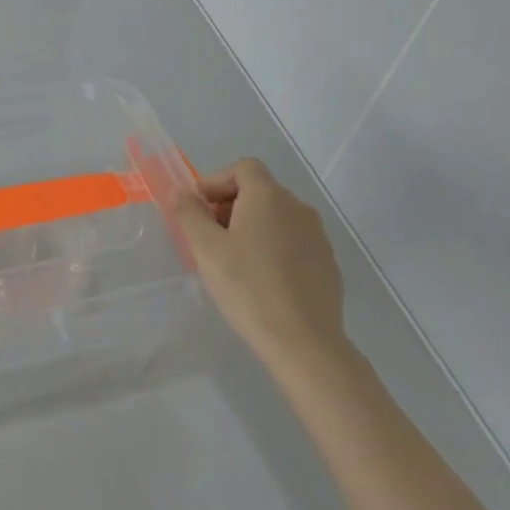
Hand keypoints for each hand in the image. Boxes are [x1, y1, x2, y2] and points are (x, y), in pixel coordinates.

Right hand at [167, 157, 349, 373]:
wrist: (304, 342)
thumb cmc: (247, 287)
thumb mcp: (205, 248)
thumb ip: (189, 213)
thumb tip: (181, 192)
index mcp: (269, 197)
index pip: (244, 168)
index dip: (217, 180)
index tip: (199, 207)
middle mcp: (298, 208)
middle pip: (260, 190)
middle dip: (230, 204)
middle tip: (210, 235)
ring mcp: (318, 236)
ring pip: (278, 217)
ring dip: (252, 225)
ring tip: (233, 259)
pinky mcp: (328, 264)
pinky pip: (294, 241)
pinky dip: (273, 246)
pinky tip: (262, 279)